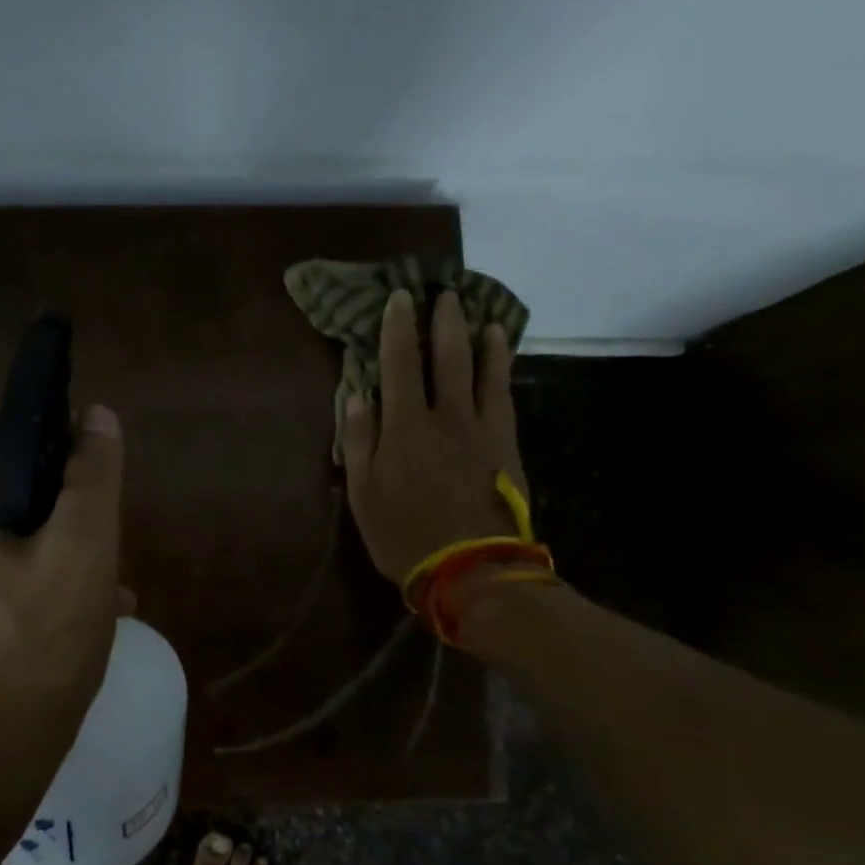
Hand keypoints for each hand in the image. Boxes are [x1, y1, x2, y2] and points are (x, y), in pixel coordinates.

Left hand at [0, 405, 125, 768]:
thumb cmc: (37, 647)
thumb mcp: (83, 550)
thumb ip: (92, 475)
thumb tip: (97, 415)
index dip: (53, 432)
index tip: (95, 462)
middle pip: (6, 486)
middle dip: (62, 502)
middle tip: (107, 533)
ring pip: (6, 534)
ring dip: (58, 545)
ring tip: (109, 580)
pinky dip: (38, 579)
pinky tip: (86, 613)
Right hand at [340, 289, 528, 583]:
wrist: (471, 570)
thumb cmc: (404, 535)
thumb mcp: (363, 494)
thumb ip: (360, 440)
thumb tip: (357, 395)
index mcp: (406, 426)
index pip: (399, 364)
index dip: (398, 328)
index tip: (399, 298)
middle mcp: (447, 417)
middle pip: (448, 357)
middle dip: (444, 322)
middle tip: (446, 294)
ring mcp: (483, 430)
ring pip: (484, 372)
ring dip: (483, 341)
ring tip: (484, 317)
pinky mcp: (507, 447)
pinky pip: (504, 398)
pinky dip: (502, 372)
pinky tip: (501, 361)